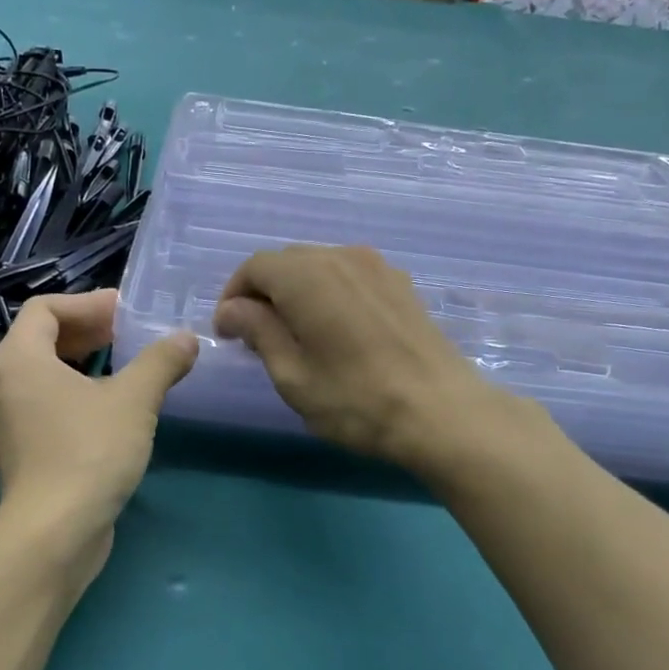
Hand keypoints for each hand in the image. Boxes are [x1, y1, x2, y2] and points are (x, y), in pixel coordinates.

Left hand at [0, 289, 196, 562]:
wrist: (54, 533)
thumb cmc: (89, 452)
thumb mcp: (134, 400)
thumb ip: (160, 362)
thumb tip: (187, 339)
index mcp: (19, 359)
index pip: (45, 309)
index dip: (87, 303)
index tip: (125, 312)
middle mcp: (4, 386)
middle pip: (42, 341)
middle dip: (88, 332)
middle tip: (128, 335)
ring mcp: (10, 424)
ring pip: (45, 377)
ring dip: (83, 366)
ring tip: (125, 370)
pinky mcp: (22, 455)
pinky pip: (47, 408)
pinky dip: (76, 397)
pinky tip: (112, 412)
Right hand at [213, 246, 522, 471]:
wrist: (441, 412)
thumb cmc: (355, 399)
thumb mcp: (292, 375)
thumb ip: (258, 331)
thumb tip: (233, 309)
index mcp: (307, 276)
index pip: (255, 267)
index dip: (233, 296)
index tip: (227, 333)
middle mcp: (341, 256)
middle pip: (287, 262)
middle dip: (263, 293)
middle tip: (255, 337)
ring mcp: (377, 267)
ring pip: (319, 267)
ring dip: (296, 293)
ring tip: (294, 335)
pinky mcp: (400, 284)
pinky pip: (349, 277)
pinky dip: (328, 295)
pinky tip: (333, 331)